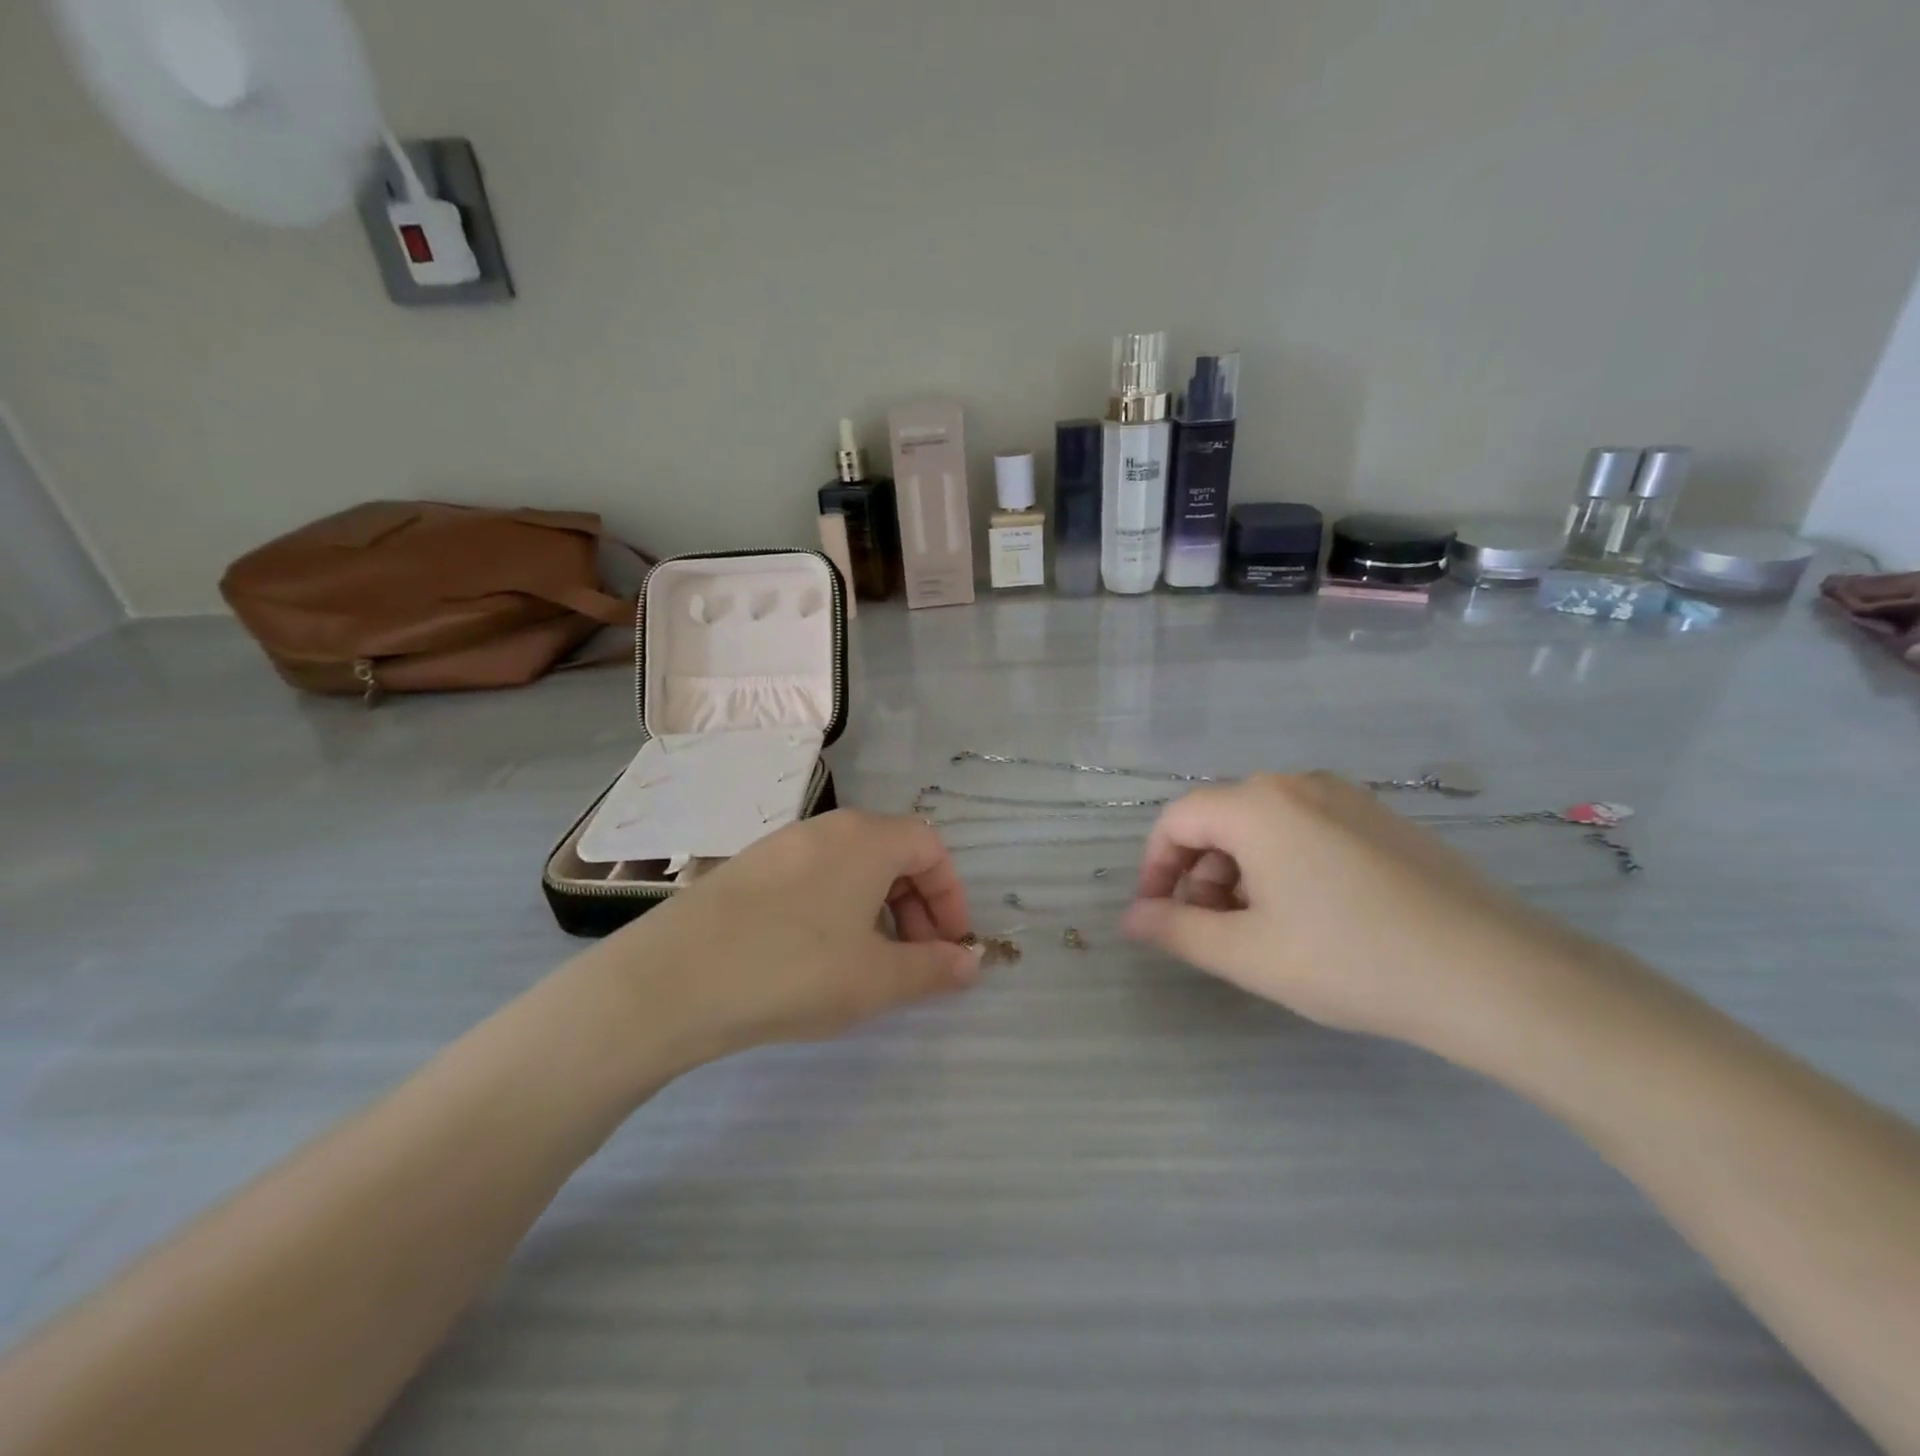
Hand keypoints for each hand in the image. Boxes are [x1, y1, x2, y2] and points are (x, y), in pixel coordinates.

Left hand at [584, 810, 980, 1067]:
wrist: (674, 978)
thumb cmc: (794, 970)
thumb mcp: (877, 979)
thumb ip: (933, 968)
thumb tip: (970, 962)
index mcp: (867, 839)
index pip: (930, 848)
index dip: (951, 896)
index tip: (950, 945)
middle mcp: (829, 827)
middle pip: (893, 852)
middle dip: (917, 905)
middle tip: (915, 958)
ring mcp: (783, 844)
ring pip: (852, 865)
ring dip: (878, 907)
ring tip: (868, 961)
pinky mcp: (749, 867)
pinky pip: (815, 876)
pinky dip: (837, 906)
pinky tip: (817, 955)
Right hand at [1122, 773, 1589, 1051]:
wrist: (1495, 974)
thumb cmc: (1351, 960)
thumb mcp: (1248, 954)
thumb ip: (1176, 931)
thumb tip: (1130, 919)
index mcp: (1257, 805)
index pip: (1176, 819)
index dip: (1155, 866)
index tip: (1158, 915)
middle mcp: (1298, 784)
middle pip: (1221, 819)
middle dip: (1201, 873)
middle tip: (1213, 930)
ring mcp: (1347, 798)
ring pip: (1265, 826)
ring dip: (1242, 872)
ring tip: (1262, 930)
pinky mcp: (1383, 819)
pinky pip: (1308, 829)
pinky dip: (1285, 865)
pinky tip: (1313, 917)